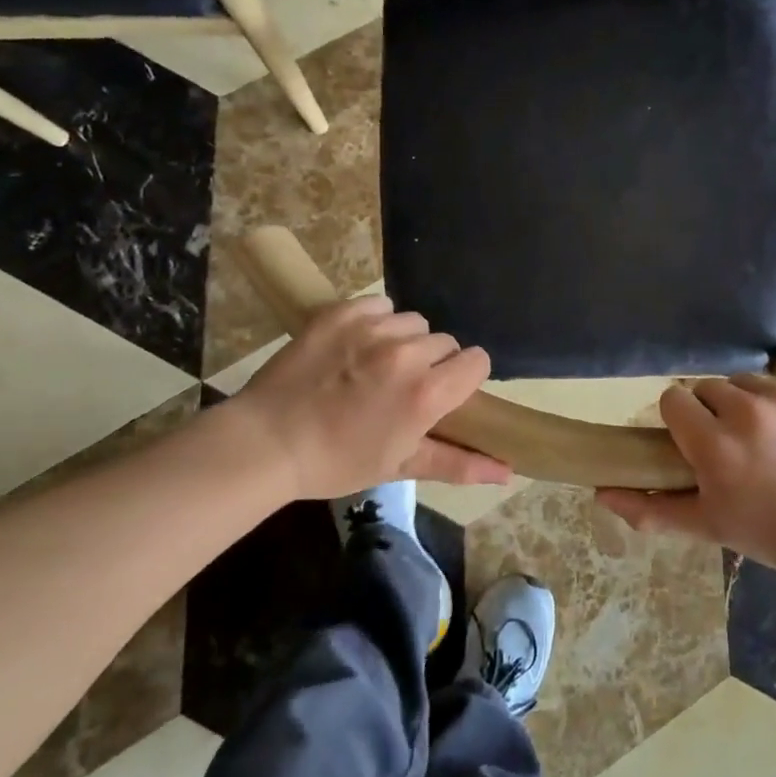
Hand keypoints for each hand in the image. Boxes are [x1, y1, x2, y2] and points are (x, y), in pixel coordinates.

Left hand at [225, 296, 504, 500]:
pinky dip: (375, 321)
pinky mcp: (343, 312)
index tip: (443, 393)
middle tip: (401, 388)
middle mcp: (407, 354)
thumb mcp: (400, 466)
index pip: (477, 361)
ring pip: (413, 322)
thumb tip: (508, 472)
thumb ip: (459, 463)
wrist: (267, 441)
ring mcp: (373, 328)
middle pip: (445, 342)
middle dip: (432, 362)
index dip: (464, 377)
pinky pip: (380, 305)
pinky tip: (355, 346)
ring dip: (404, 340)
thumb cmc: (337, 461)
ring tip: (375, 365)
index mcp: (426, 394)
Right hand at [598, 374, 775, 577]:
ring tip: (767, 438)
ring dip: (749, 404)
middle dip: (713, 412)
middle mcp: (748, 411)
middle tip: (732, 444)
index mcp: (715, 445)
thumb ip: (651, 507)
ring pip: (747, 383)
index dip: (680, 420)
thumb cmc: (770, 533)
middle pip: (708, 387)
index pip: (673, 399)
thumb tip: (601, 493)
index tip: (694, 442)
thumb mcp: (707, 526)